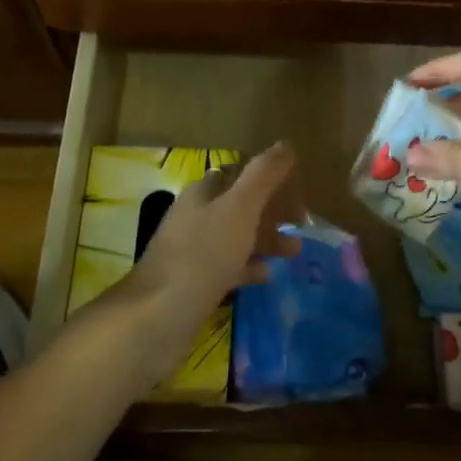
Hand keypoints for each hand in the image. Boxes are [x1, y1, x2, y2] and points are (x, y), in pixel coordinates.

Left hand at [112, 142, 300, 383]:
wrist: (159, 316)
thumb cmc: (203, 254)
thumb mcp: (240, 208)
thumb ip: (263, 175)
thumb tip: (286, 144)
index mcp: (204, 193)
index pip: (239, 172)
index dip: (269, 177)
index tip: (297, 191)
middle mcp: (195, 216)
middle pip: (239, 205)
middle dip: (271, 211)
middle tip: (301, 224)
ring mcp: (193, 251)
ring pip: (236, 236)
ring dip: (265, 239)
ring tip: (294, 252)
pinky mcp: (194, 282)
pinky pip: (228, 267)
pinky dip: (249, 267)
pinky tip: (267, 276)